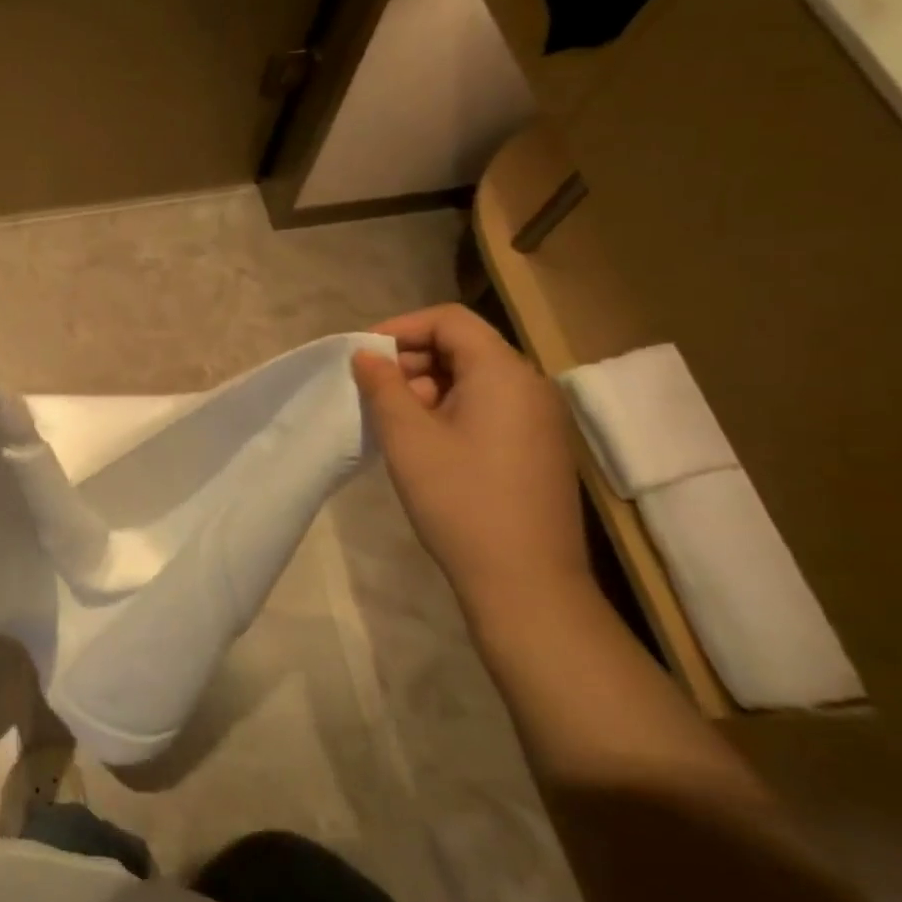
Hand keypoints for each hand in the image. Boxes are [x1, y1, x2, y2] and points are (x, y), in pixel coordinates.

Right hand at [352, 305, 591, 616]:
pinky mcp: (537, 448)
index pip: (449, 320)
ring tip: (393, 422)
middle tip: (374, 394)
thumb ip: (383, 387)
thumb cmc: (460, 500)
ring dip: (427, 388)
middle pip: (463, 346)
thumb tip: (367, 355)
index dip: (401, 328)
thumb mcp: (408, 438)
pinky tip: (423, 444)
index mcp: (503, 373)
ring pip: (473, 379)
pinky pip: (487, 407)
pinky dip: (449, 410)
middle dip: (411, 361)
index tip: (363, 356)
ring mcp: (538, 419)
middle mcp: (529, 386)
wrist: (524, 581)